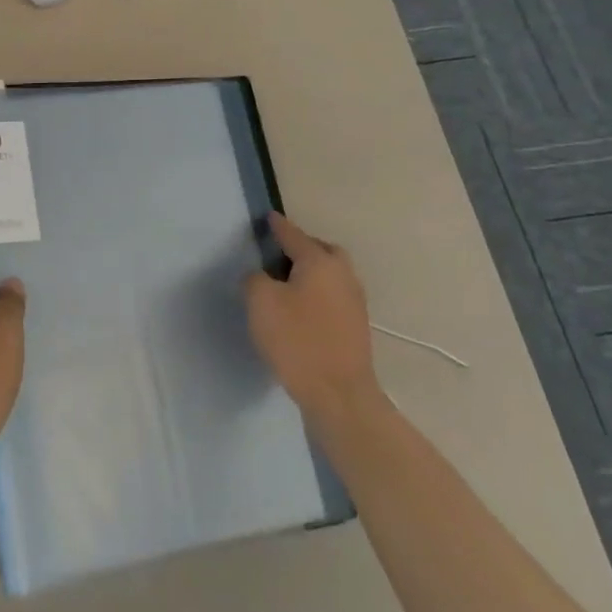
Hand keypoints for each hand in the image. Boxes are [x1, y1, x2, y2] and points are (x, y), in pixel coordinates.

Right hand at [245, 212, 378, 414]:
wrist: (339, 395)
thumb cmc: (297, 340)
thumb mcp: (260, 302)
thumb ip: (255, 279)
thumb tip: (262, 277)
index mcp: (320, 261)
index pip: (294, 235)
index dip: (278, 226)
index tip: (268, 217)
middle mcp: (343, 275)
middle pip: (323, 250)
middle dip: (303, 247)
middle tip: (280, 254)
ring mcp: (354, 302)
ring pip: (332, 274)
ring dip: (312, 272)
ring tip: (287, 283)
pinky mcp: (356, 327)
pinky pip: (334, 296)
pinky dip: (318, 293)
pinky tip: (302, 308)